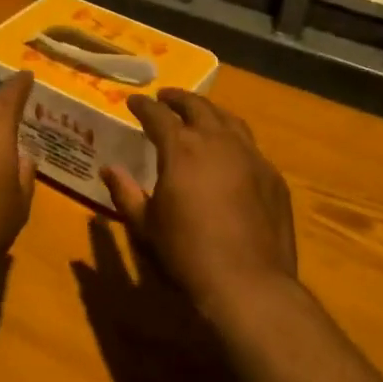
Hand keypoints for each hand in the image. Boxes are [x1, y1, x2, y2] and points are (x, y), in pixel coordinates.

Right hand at [101, 89, 295, 318]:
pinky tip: (231, 152)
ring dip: (210, 112)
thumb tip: (109, 169)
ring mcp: (251, 156)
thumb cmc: (187, 253)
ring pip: (229, 120)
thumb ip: (125, 192)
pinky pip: (251, 146)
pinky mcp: (273, 177)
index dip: (143, 106)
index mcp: (181, 148)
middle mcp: (218, 141)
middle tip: (165, 98)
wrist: (248, 283)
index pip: (158, 115)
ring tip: (200, 114)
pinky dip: (235, 139)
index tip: (133, 101)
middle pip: (198, 107)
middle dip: (178, 99)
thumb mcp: (146, 225)